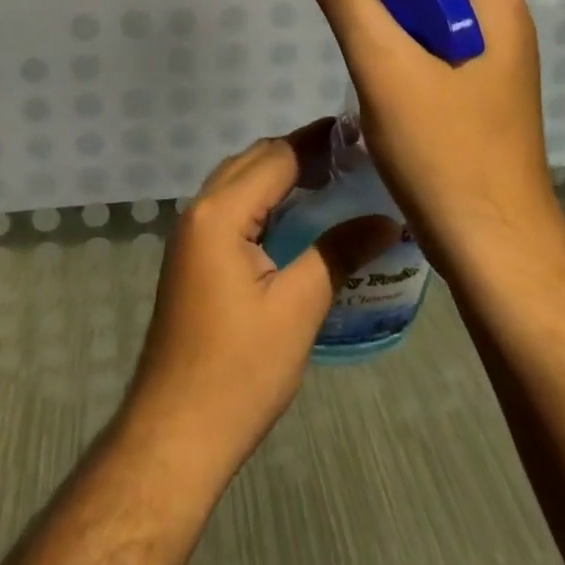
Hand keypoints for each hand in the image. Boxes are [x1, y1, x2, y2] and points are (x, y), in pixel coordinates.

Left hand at [119, 126, 397, 486]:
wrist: (176, 431)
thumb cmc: (239, 370)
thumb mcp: (298, 309)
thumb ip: (339, 253)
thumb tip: (388, 220)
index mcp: (220, 212)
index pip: (276, 157)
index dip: (317, 142)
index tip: (357, 133)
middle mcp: (199, 208)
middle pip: (254, 160)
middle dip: (299, 152)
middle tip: (350, 158)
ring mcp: (191, 232)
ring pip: (239, 180)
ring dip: (279, 174)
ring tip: (330, 180)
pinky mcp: (192, 255)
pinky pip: (231, 206)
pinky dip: (263, 199)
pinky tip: (295, 217)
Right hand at [294, 0, 561, 273]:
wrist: (497, 253)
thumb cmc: (443, 153)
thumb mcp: (384, 67)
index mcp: (490, 0)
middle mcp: (499, 16)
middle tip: (336, 5)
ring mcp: (494, 53)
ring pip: (427, 4)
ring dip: (384, 8)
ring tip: (351, 40)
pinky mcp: (480, 85)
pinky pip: (433, 38)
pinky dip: (399, 38)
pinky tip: (375, 70)